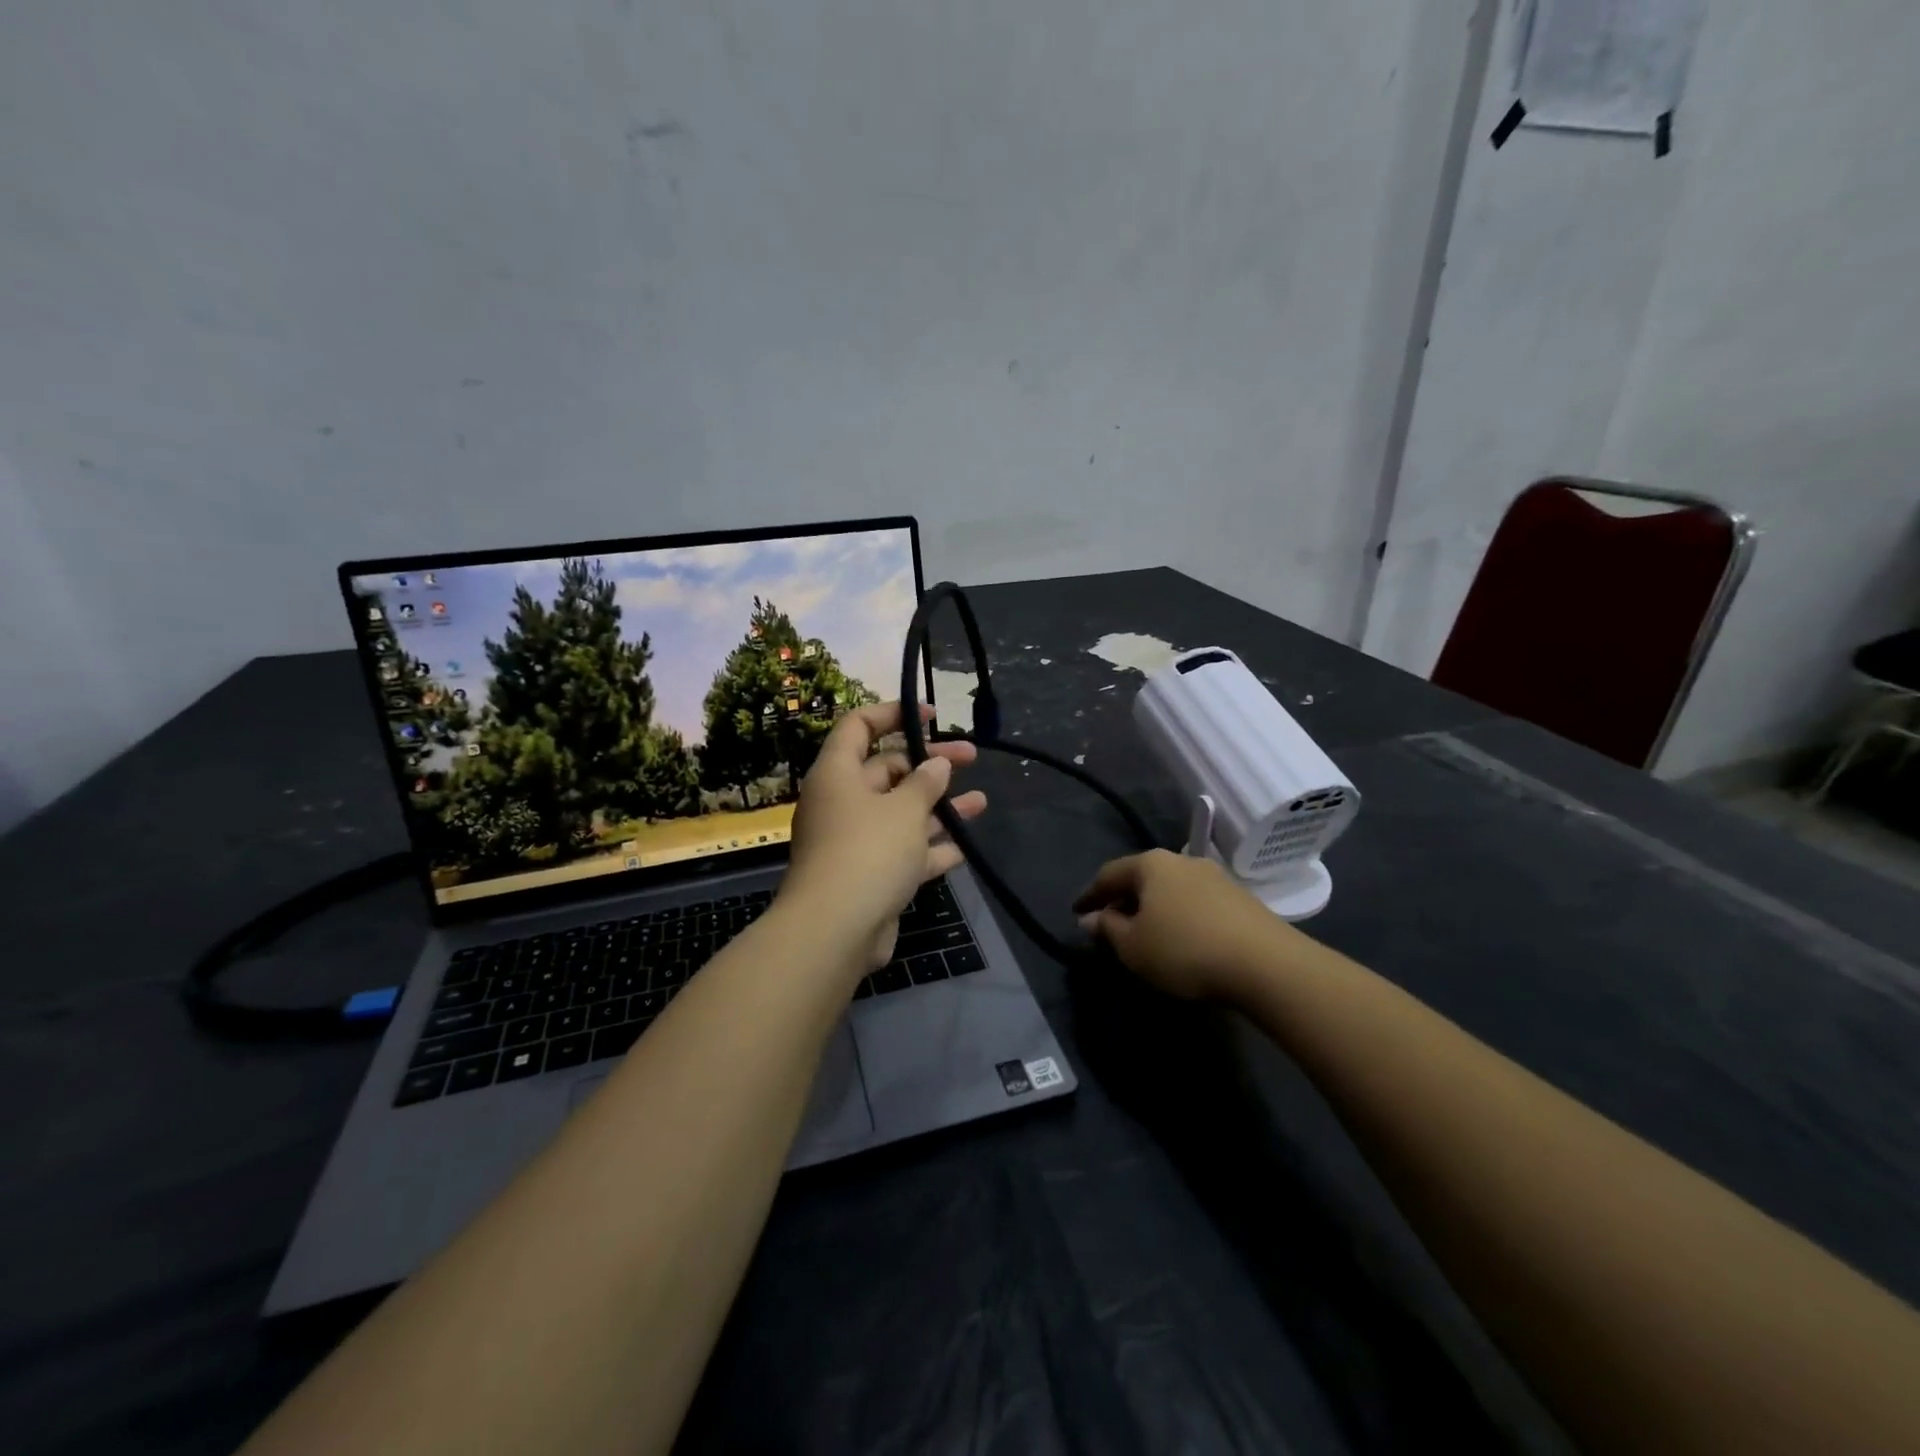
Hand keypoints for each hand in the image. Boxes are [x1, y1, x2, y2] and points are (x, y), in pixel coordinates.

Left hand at [781, 702, 987, 969]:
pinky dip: (930, 848)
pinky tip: (964, 847)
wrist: (835, 932)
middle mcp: (842, 803)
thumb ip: (924, 782)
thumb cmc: (868, 852)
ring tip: (981, 802)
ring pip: (901, 814)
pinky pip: (903, 852)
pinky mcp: (867, 876)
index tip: (932, 714)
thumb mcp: (904, 809)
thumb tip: (936, 764)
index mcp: (837, 774)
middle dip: (930, 764)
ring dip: (939, 807)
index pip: (858, 726)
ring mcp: (854, 842)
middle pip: (886, 770)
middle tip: (971, 757)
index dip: (893, 713)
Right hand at [1073, 849, 1298, 1002]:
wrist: (1266, 964)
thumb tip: (1091, 918)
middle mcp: (1181, 861)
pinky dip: (1177, 916)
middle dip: (1122, 900)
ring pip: (1169, 889)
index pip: (1108, 875)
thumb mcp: (1133, 947)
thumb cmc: (1185, 950)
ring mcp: (1214, 877)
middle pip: (1141, 878)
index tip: (1076, 912)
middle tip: (1108, 924)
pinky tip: (1179, 938)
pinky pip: (1194, 902)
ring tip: (1143, 933)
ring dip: (1152, 908)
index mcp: (1150, 864)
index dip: (1089, 895)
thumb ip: (1108, 929)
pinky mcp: (1239, 898)